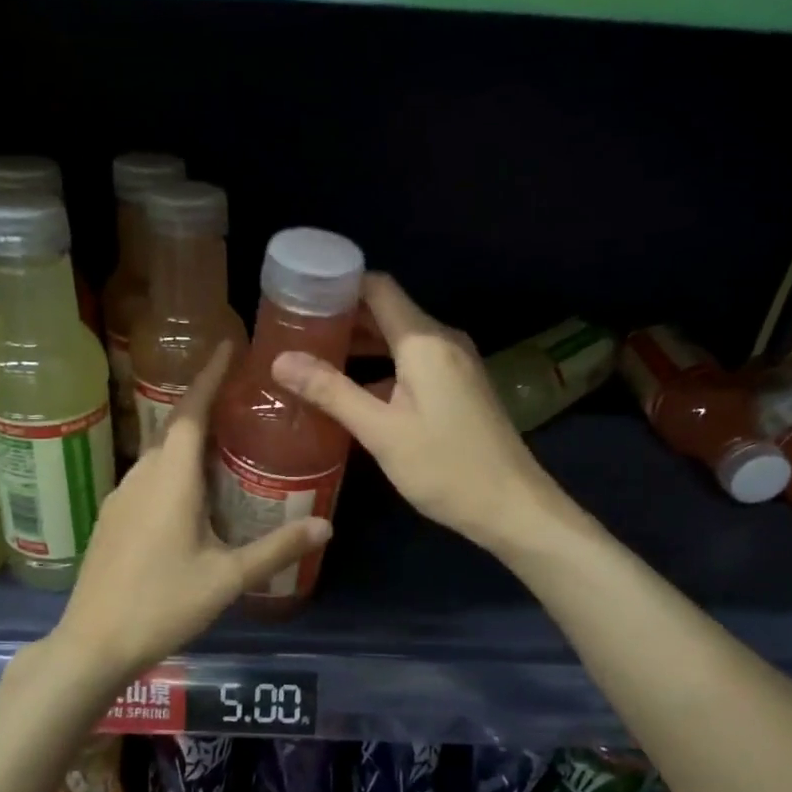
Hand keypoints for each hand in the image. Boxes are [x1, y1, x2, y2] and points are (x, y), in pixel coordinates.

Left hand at [52, 342, 329, 682]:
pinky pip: (148, 478)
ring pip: (159, 455)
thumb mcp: (227, 578)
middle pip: (174, 428)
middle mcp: (142, 477)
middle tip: (241, 399)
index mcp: (171, 479)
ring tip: (225, 444)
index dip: (208, 376)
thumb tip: (326, 526)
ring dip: (189, 441)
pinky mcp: (111, 519)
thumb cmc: (163, 604)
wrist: (93, 643)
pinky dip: (174, 470)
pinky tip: (193, 494)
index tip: (227, 346)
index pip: (190, 411)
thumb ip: (277, 549)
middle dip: (204, 405)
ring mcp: (120, 498)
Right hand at [269, 273, 554, 553]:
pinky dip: (381, 367)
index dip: (338, 286)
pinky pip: (413, 362)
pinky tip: (353, 390)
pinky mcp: (459, 387)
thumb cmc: (445, 467)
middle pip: (387, 311)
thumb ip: (331, 392)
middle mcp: (443, 341)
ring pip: (400, 339)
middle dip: (343, 318)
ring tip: (314, 359)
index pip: (378, 288)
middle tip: (295, 332)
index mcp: (425, 342)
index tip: (299, 297)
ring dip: (361, 345)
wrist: (511, 506)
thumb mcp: (381, 432)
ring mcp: (455, 364)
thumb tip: (280, 360)